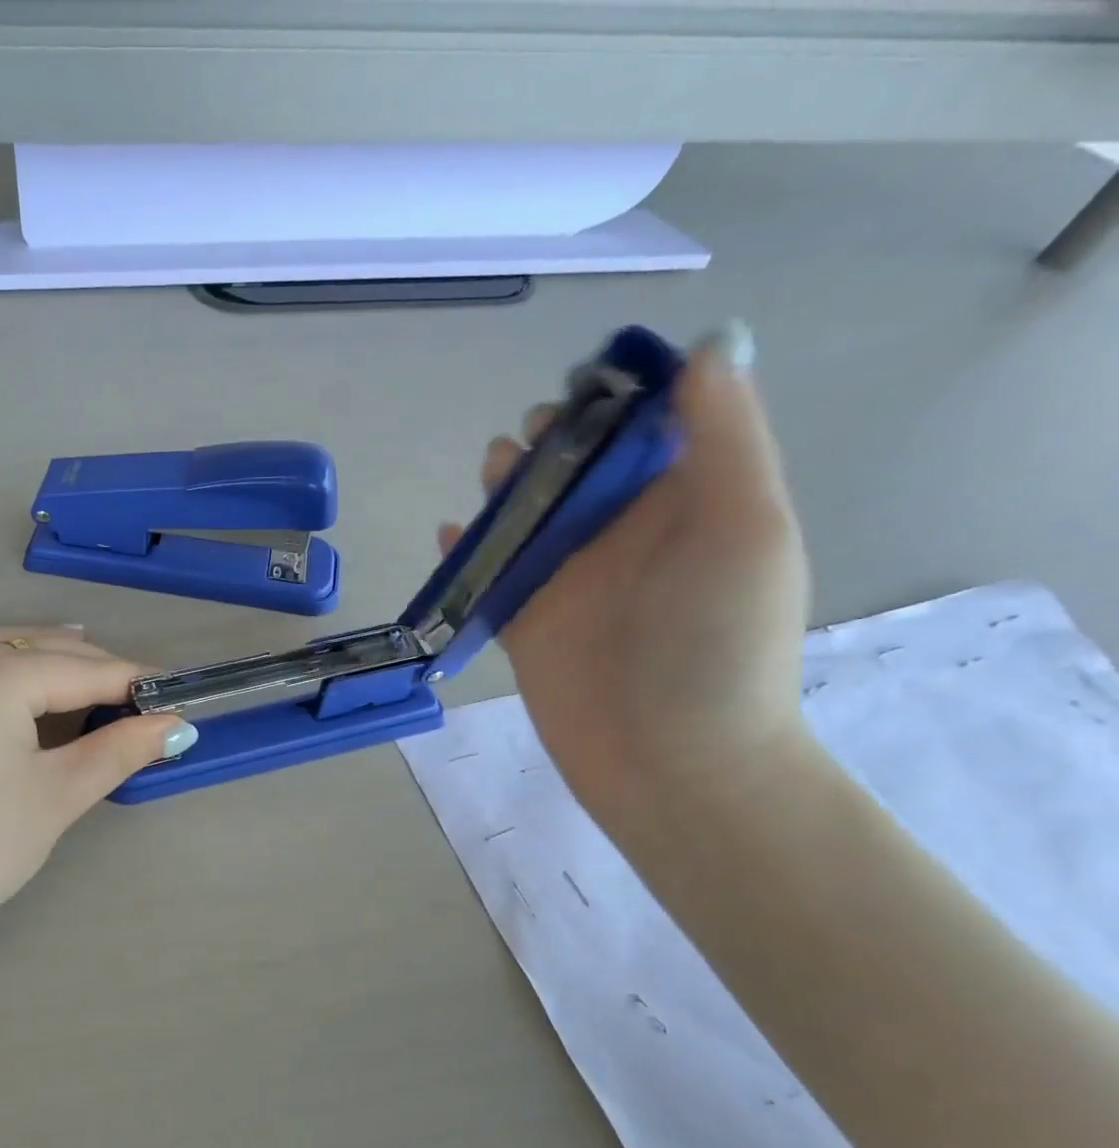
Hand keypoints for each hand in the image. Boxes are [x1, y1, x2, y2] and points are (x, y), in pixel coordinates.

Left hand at [0, 627, 187, 949]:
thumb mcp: (57, 795)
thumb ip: (118, 751)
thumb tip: (172, 725)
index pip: (87, 669)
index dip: (137, 685)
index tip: (181, 701)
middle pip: (48, 649)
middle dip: (99, 671)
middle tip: (144, 707)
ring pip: (10, 654)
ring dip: (58, 667)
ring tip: (99, 691)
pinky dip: (19, 680)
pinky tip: (36, 704)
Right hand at [443, 322, 812, 826]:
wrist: (667, 761)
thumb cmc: (716, 645)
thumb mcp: (743, 529)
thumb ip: (724, 438)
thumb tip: (708, 344)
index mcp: (682, 503)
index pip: (645, 428)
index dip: (614, 396)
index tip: (583, 383)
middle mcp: (621, 535)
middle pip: (574, 467)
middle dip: (549, 441)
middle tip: (527, 444)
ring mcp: (566, 580)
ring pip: (525, 513)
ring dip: (504, 485)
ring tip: (491, 473)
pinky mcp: (522, 621)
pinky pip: (485, 573)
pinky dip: (464, 549)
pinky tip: (447, 531)